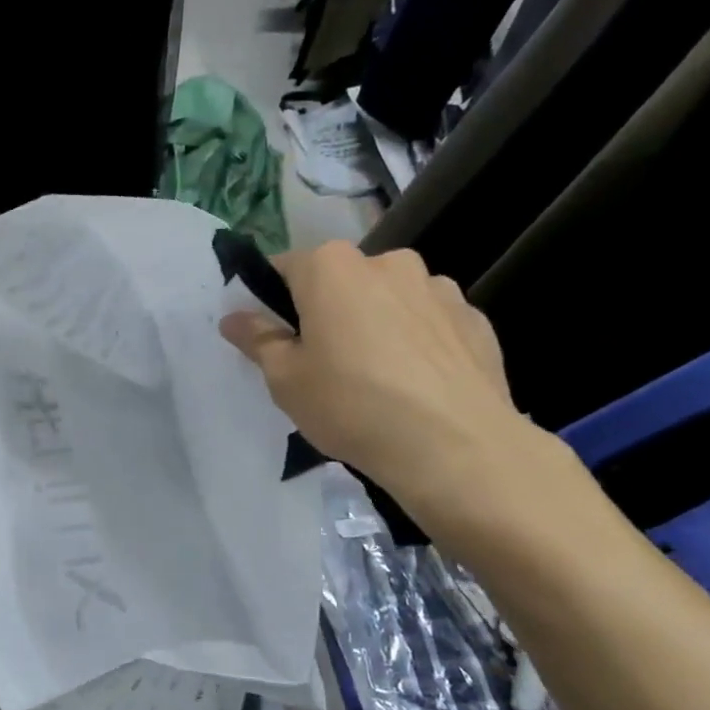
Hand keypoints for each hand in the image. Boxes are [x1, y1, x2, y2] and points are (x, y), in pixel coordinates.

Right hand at [219, 241, 530, 518]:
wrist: (455, 446)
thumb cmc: (352, 405)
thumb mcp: (285, 379)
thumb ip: (258, 339)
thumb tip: (234, 316)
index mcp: (331, 267)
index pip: (285, 268)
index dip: (272, 302)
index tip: (274, 338)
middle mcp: (387, 262)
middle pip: (341, 282)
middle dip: (328, 312)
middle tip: (323, 364)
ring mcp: (438, 287)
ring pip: (389, 300)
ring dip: (376, 324)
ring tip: (377, 379)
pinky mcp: (475, 319)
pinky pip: (429, 324)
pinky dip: (417, 343)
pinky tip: (416, 386)